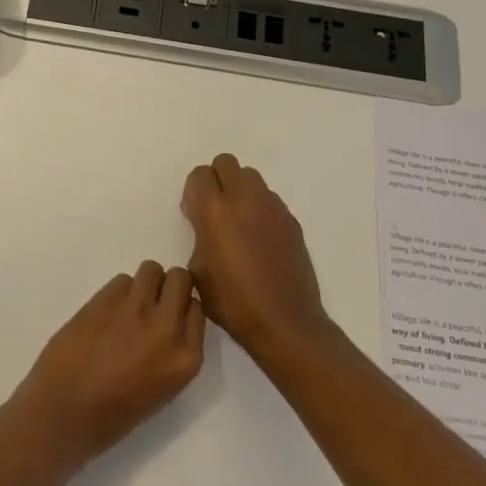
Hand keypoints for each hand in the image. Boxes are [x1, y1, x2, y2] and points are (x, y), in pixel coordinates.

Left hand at [12, 262, 205, 461]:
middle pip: (180, 278)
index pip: (198, 309)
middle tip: (150, 304)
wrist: (64, 413)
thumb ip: (171, 351)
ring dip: (142, 284)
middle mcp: (168, 328)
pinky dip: (116, 292)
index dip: (181, 307)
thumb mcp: (161, 388)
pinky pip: (122, 280)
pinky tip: (104, 314)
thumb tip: (168, 322)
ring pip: (151, 270)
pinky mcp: (106, 299)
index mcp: (186, 358)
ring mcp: (136, 310)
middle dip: (167, 286)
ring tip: (125, 307)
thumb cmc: (113, 415)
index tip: (168, 316)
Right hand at [182, 153, 330, 359]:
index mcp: (215, 210)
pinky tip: (259, 239)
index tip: (193, 214)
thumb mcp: (197, 270)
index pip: (200, 175)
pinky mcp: (291, 220)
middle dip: (216, 180)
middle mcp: (244, 199)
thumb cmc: (233, 302)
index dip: (193, 192)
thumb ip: (198, 236)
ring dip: (239, 190)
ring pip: (250, 177)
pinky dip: (259, 208)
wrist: (284, 322)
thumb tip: (206, 226)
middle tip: (214, 210)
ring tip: (238, 222)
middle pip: (226, 163)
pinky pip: (269, 199)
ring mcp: (272, 207)